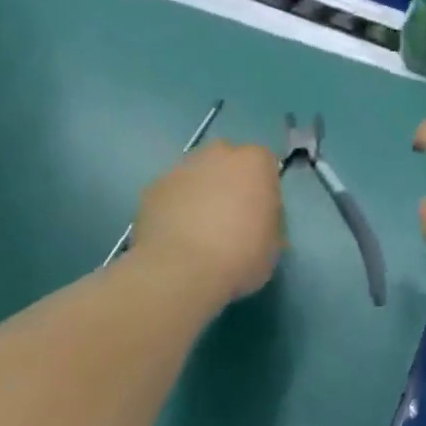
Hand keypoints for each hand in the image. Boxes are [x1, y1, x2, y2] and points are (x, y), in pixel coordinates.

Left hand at [131, 141, 284, 307]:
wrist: (180, 272)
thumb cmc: (239, 256)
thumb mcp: (273, 244)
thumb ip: (268, 221)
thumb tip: (258, 221)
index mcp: (255, 161)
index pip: (264, 164)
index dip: (261, 189)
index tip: (258, 214)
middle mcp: (219, 153)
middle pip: (227, 161)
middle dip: (227, 182)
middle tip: (227, 218)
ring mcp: (182, 168)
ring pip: (195, 175)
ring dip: (198, 193)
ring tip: (196, 232)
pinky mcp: (153, 188)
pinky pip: (170, 194)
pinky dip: (172, 208)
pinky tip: (173, 237)